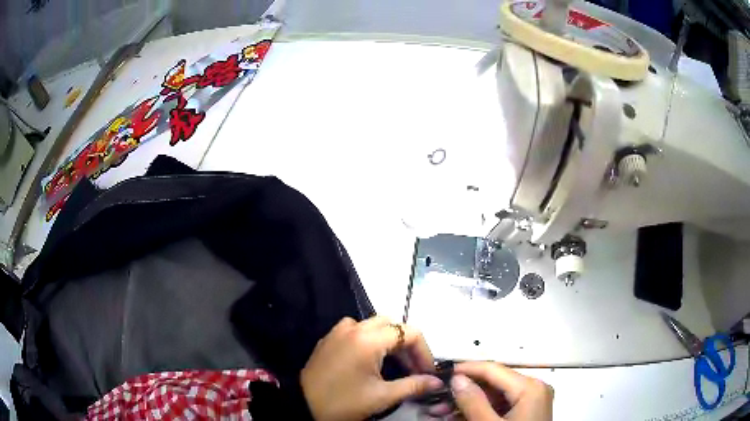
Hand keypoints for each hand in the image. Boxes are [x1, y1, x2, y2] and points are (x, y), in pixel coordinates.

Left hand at [301, 316, 442, 420]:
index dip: (424, 351)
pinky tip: (369, 359)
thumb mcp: (382, 397)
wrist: (303, 406)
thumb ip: (414, 386)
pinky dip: (369, 339)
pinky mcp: (328, 338)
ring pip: (373, 325)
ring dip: (389, 340)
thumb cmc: (344, 403)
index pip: (409, 333)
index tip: (427, 372)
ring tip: (394, 364)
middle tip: (413, 368)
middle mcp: (353, 328)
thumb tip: (438, 381)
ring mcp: (338, 331)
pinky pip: (355, 329)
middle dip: (407, 345)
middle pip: (392, 325)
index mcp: (368, 340)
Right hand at [448, 361, 552, 420]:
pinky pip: (501, 405)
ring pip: (495, 395)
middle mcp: (534, 388)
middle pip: (494, 382)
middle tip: (438, 400)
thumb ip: (474, 402)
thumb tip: (457, 379)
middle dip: (464, 391)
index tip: (441, 374)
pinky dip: (480, 410)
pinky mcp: (527, 411)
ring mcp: (532, 400)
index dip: (466, 369)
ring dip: (468, 402)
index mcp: (530, 387)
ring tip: (442, 412)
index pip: (493, 369)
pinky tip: (460, 418)